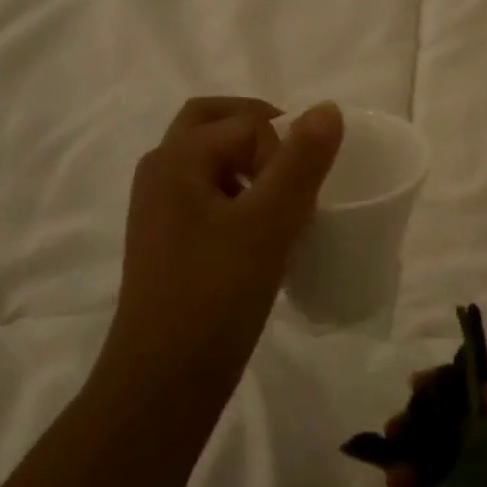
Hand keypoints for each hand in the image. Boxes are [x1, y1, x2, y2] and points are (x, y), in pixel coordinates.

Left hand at [103, 97, 343, 395]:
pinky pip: (204, 193)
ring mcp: (158, 207)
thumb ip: (301, 162)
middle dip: (258, 128)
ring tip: (284, 195)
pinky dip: (235, 191)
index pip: (246, 124)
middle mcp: (160, 172)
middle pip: (211, 123)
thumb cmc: (216, 295)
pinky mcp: (167, 239)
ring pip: (207, 159)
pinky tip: (261, 229)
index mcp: (177, 158)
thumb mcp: (269, 224)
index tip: (307, 194)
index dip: (285, 148)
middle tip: (297, 157)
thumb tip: (328, 108)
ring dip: (246, 159)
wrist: (163, 378)